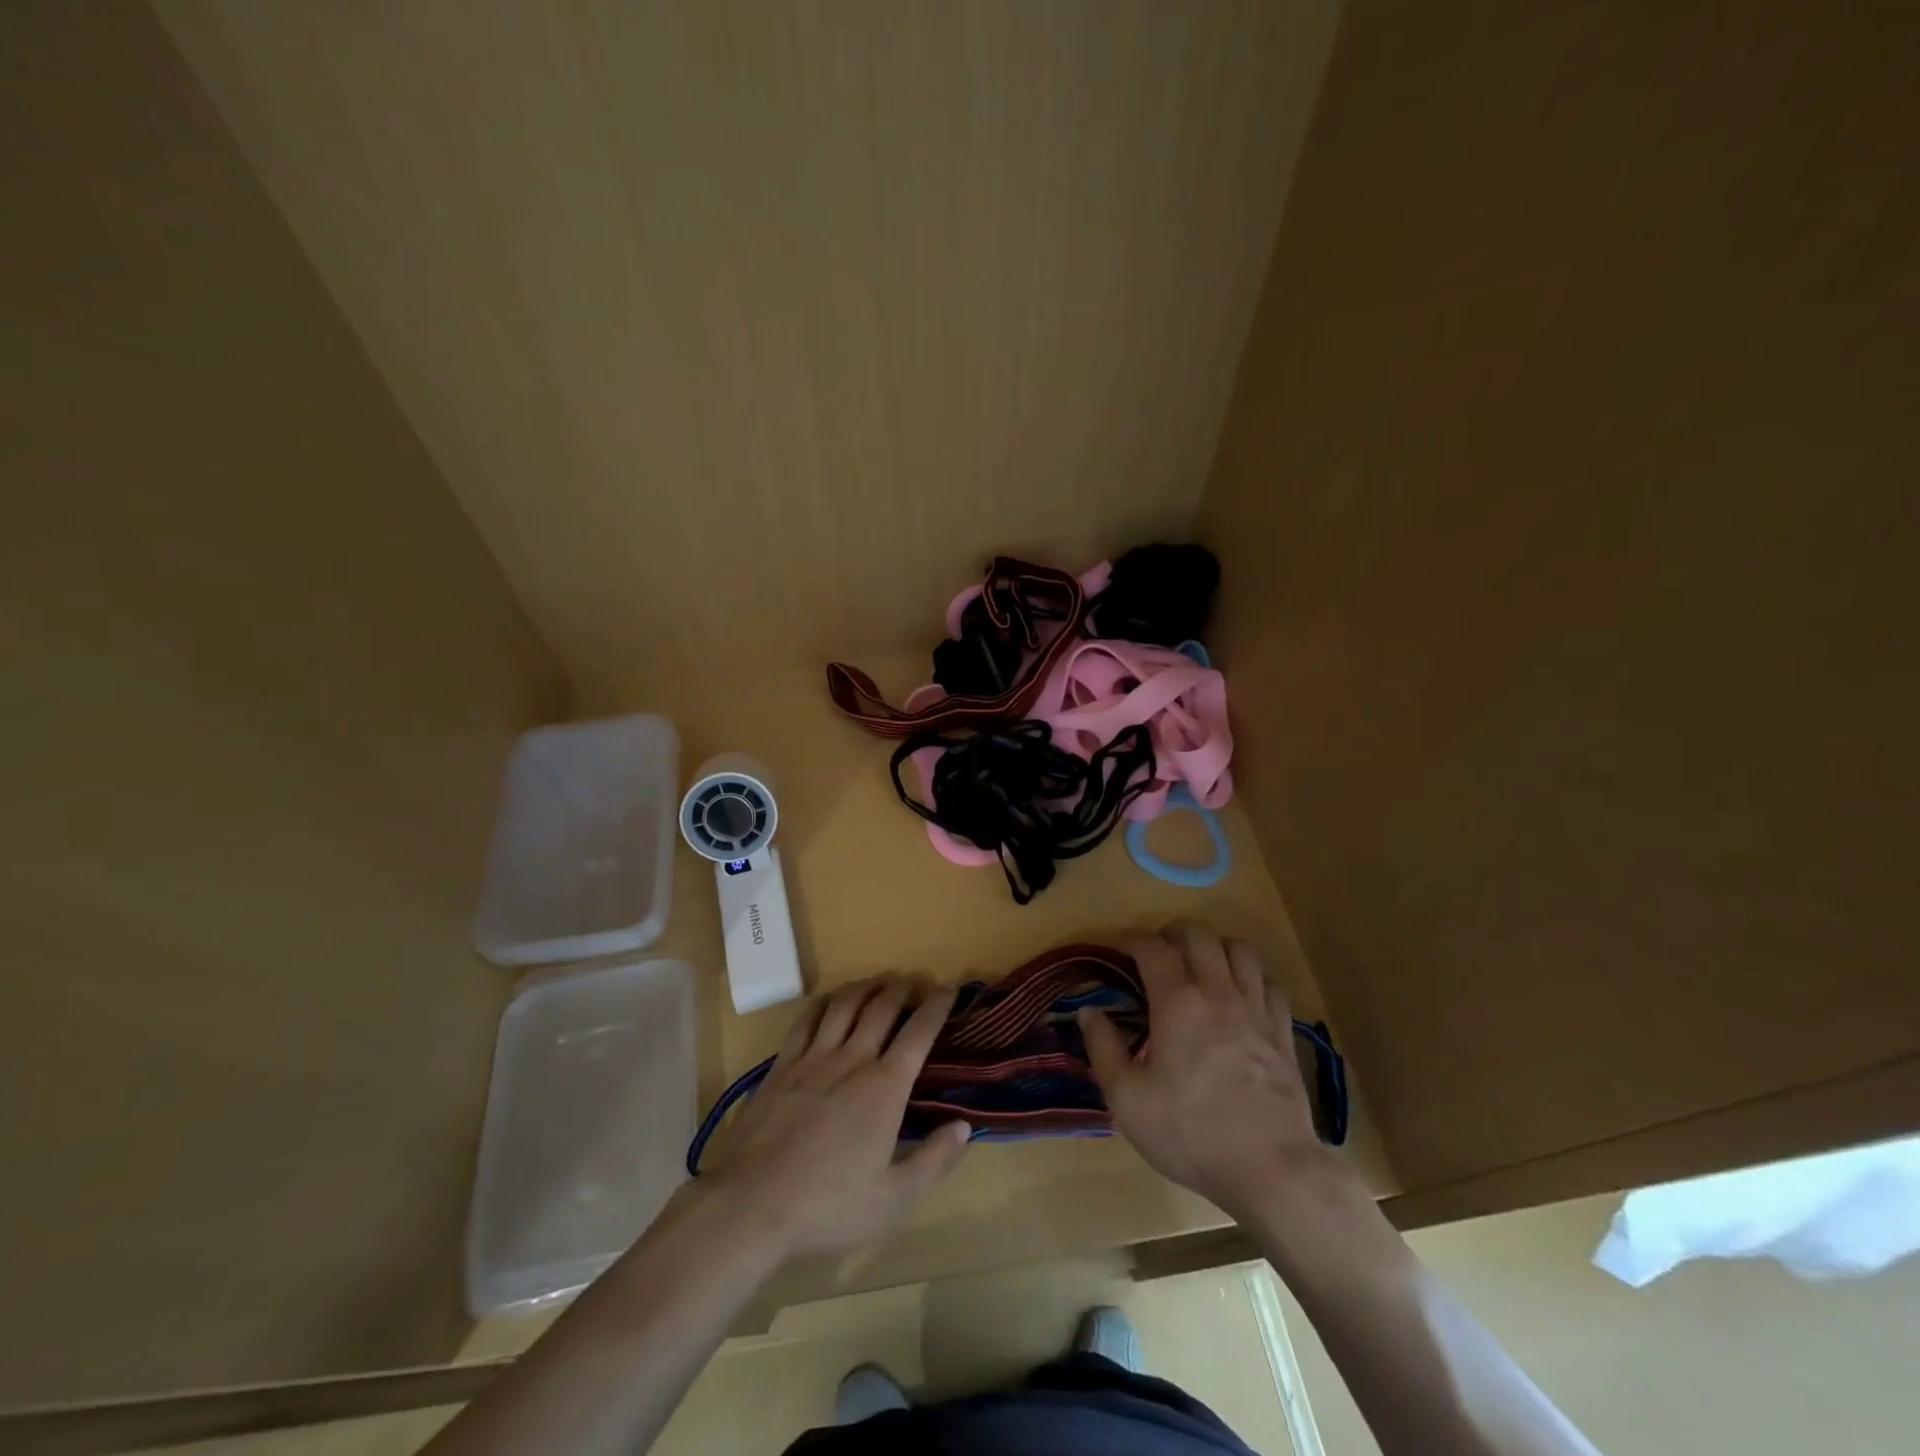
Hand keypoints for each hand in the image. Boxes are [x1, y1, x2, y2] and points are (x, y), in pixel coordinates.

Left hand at [699, 976, 971, 1259]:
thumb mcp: (894, 1200)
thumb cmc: (827, 1206)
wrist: (750, 1204)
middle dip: (902, 988)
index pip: (918, 1033)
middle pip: (882, 1007)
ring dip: (866, 986)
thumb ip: (934, 1161)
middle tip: (914, 980)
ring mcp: (813, 1058)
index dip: (936, 1006)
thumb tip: (965, 1126)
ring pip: (845, 1004)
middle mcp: (853, 1060)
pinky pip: (806, 1019)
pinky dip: (824, 1001)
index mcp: (885, 1088)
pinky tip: (830, 999)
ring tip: (878, 982)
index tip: (947, 989)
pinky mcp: (782, 1065)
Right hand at [1080, 923, 1328, 1220]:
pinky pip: (1270, 981)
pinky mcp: (1283, 1031)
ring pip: (1240, 949)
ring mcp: (1256, 1009)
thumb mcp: (1127, 1100)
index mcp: (1177, 1003)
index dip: (1131, 938)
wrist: (1272, 1170)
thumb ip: (1103, 1048)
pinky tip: (1241, 993)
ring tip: (1201, 965)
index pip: (1152, 946)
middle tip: (1159, 953)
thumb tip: (1089, 1011)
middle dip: (1173, 932)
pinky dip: (1252, 975)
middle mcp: (1218, 992)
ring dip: (1216, 947)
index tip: (1118, 946)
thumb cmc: (1191, 1134)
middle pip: (1199, 933)